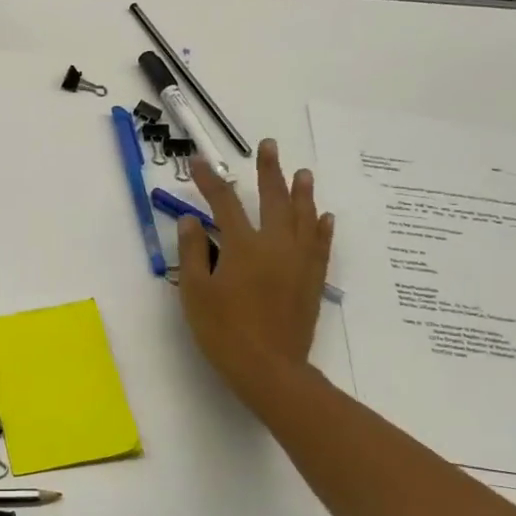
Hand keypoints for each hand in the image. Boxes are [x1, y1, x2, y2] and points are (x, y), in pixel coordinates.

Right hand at [176, 139, 334, 413]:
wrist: (269, 368)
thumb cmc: (224, 330)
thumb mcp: (195, 291)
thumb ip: (193, 251)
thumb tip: (192, 219)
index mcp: (242, 246)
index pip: (223, 202)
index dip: (209, 180)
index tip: (199, 162)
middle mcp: (275, 245)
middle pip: (273, 199)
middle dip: (269, 171)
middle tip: (269, 146)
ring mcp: (298, 262)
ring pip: (303, 217)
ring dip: (301, 192)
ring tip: (302, 172)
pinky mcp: (311, 280)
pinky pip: (320, 245)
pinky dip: (321, 227)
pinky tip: (323, 216)